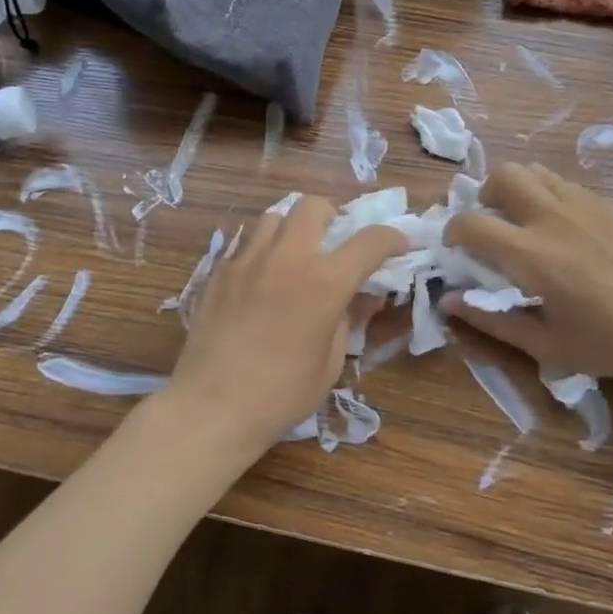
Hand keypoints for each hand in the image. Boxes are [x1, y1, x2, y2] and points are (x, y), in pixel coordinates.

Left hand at [165, 197, 405, 455]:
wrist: (213, 406)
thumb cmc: (282, 393)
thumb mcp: (331, 362)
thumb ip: (347, 320)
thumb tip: (358, 298)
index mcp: (326, 281)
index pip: (370, 240)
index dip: (391, 238)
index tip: (399, 246)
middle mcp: (289, 257)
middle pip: (314, 206)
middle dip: (332, 216)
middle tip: (334, 241)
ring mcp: (249, 259)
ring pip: (275, 217)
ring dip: (293, 229)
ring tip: (294, 255)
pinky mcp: (220, 272)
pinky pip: (247, 244)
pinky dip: (263, 252)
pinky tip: (261, 280)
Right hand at [440, 163, 612, 382]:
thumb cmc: (610, 343)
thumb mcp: (546, 346)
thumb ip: (492, 321)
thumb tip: (449, 302)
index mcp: (531, 254)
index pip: (471, 223)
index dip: (453, 232)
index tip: (456, 249)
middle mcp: (552, 218)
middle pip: (503, 175)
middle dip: (485, 195)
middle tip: (492, 223)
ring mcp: (582, 205)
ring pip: (534, 171)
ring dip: (516, 189)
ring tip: (523, 219)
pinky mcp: (607, 205)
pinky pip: (563, 184)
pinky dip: (547, 195)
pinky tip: (562, 228)